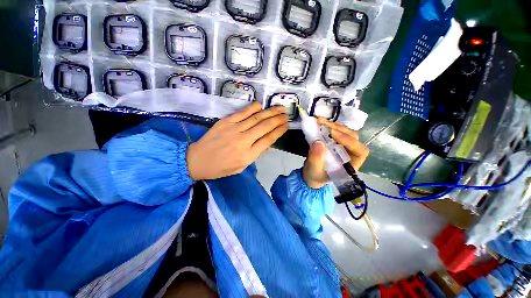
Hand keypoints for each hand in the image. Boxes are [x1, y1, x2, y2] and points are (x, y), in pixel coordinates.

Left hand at [187, 102, 288, 179]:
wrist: (197, 160)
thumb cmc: (221, 168)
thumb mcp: (241, 167)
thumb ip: (254, 154)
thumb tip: (265, 140)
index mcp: (248, 155)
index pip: (268, 140)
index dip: (279, 131)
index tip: (286, 125)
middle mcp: (243, 141)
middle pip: (265, 127)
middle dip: (278, 119)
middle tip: (287, 114)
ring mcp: (234, 129)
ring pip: (256, 118)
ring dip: (270, 112)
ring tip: (280, 108)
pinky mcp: (226, 122)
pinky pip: (242, 113)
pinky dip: (253, 108)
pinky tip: (261, 106)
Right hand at [302, 118, 369, 188]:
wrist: (311, 174)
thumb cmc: (315, 176)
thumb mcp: (313, 171)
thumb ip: (316, 159)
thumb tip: (318, 142)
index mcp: (350, 166)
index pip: (360, 151)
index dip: (349, 141)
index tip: (332, 134)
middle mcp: (350, 154)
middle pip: (353, 138)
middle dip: (338, 130)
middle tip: (322, 124)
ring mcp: (343, 147)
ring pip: (345, 132)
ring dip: (333, 126)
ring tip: (319, 122)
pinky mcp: (336, 142)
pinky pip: (336, 131)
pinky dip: (329, 126)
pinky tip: (320, 123)